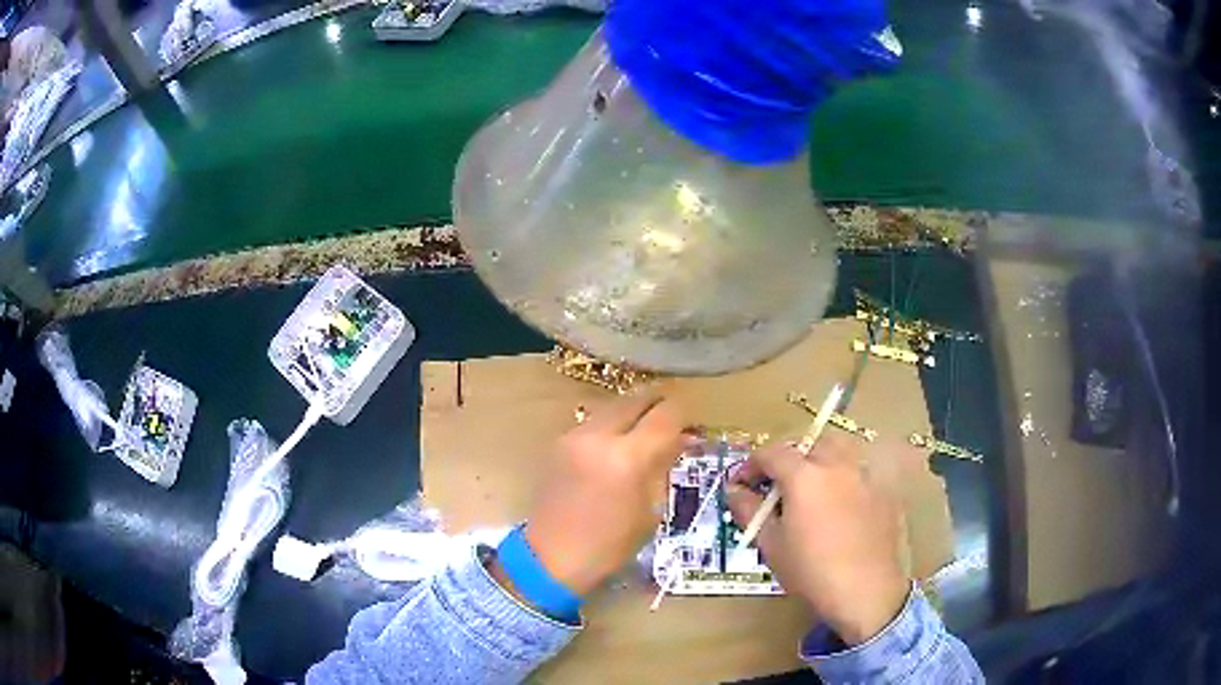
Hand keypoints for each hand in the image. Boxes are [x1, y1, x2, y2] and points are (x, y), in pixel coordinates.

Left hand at [523, 395, 683, 595]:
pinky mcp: (558, 443)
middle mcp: (598, 436)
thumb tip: (679, 440)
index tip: (690, 426)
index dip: (682, 415)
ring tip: (644, 432)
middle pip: (636, 400)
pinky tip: (616, 446)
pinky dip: (611, 426)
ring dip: (632, 413)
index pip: (665, 415)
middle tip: (670, 421)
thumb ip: (662, 467)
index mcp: (627, 457)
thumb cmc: (610, 545)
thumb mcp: (650, 510)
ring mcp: (574, 436)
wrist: (551, 557)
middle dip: (657, 405)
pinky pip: (593, 423)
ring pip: (612, 407)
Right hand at [726, 435, 908, 644]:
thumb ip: (749, 511)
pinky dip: (843, 480)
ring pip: (838, 453)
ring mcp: (864, 475)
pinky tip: (840, 509)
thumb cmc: (811, 571)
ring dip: (818, 463)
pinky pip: (858, 473)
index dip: (751, 466)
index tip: (742, 485)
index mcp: (804, 476)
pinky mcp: (882, 491)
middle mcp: (837, 464)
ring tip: (811, 491)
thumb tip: (735, 490)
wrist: (865, 591)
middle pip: (808, 445)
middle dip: (788, 460)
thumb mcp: (770, 544)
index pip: (771, 453)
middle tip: (777, 487)